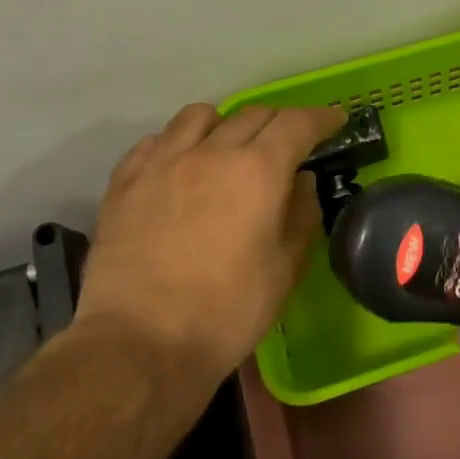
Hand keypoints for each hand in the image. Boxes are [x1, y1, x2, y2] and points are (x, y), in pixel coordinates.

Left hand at [76, 103, 344, 380]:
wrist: (140, 344)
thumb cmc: (228, 311)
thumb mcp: (286, 268)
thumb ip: (301, 215)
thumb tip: (301, 182)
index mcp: (258, 170)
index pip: (297, 123)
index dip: (321, 118)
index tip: (335, 121)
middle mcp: (211, 152)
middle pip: (253, 114)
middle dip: (280, 122)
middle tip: (290, 144)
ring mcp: (162, 164)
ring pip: (198, 116)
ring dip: (225, 124)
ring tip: (229, 148)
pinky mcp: (124, 183)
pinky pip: (155, 142)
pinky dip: (177, 144)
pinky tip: (181, 167)